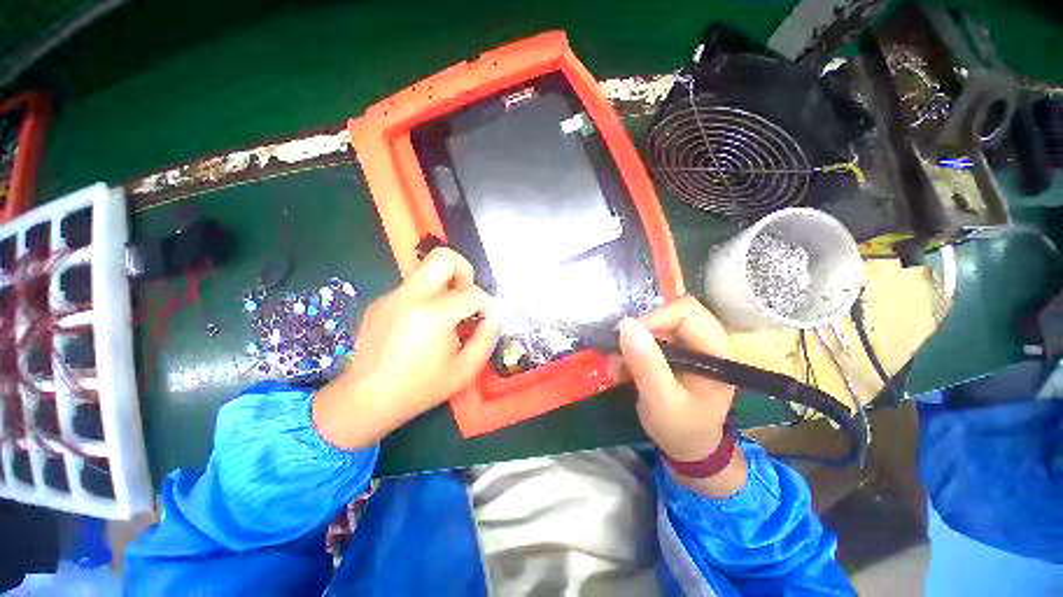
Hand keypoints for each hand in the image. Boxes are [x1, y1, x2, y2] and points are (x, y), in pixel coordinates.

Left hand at [313, 248, 499, 449]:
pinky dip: (427, 298)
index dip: (487, 304)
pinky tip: (423, 326)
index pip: (471, 293)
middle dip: (463, 270)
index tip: (487, 318)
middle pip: (442, 258)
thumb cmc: (419, 389)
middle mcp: (409, 297)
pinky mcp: (380, 301)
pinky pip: (412, 288)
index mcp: (432, 315)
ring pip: (426, 272)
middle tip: (467, 294)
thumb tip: (494, 317)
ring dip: (445, 286)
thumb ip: (487, 339)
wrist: (364, 400)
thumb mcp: (465, 370)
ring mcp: (391, 296)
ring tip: (447, 314)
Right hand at [613, 295, 746, 496]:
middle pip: (669, 313)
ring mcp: (689, 344)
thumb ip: (647, 365)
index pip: (686, 312)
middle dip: (639, 331)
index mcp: (716, 351)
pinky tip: (622, 369)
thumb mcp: (662, 401)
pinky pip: (649, 336)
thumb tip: (626, 325)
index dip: (654, 317)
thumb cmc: (682, 429)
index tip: (626, 336)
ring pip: (656, 324)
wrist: (689, 448)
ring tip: (617, 367)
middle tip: (618, 351)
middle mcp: (705, 340)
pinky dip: (631, 349)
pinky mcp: (676, 350)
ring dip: (632, 342)